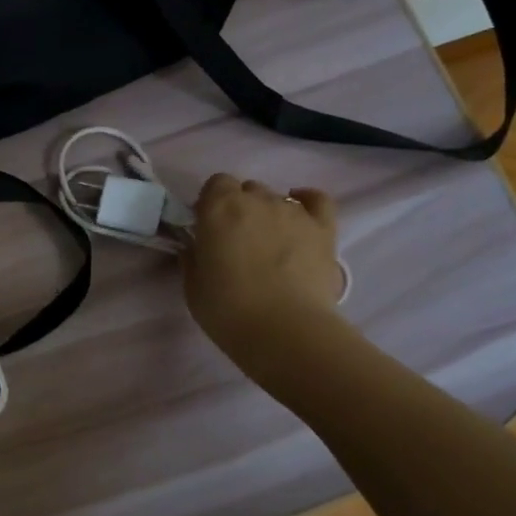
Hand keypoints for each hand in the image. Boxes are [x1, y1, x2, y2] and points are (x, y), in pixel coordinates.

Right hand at [182, 174, 345, 374]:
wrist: (285, 332)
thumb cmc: (228, 311)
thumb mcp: (193, 287)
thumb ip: (193, 257)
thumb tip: (198, 246)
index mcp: (218, 208)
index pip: (215, 184)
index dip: (211, 203)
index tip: (208, 228)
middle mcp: (256, 200)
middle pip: (247, 190)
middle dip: (240, 208)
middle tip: (237, 242)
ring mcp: (293, 212)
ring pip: (277, 198)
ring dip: (269, 213)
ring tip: (269, 245)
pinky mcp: (323, 228)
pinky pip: (317, 200)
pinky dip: (307, 201)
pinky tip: (301, 214)